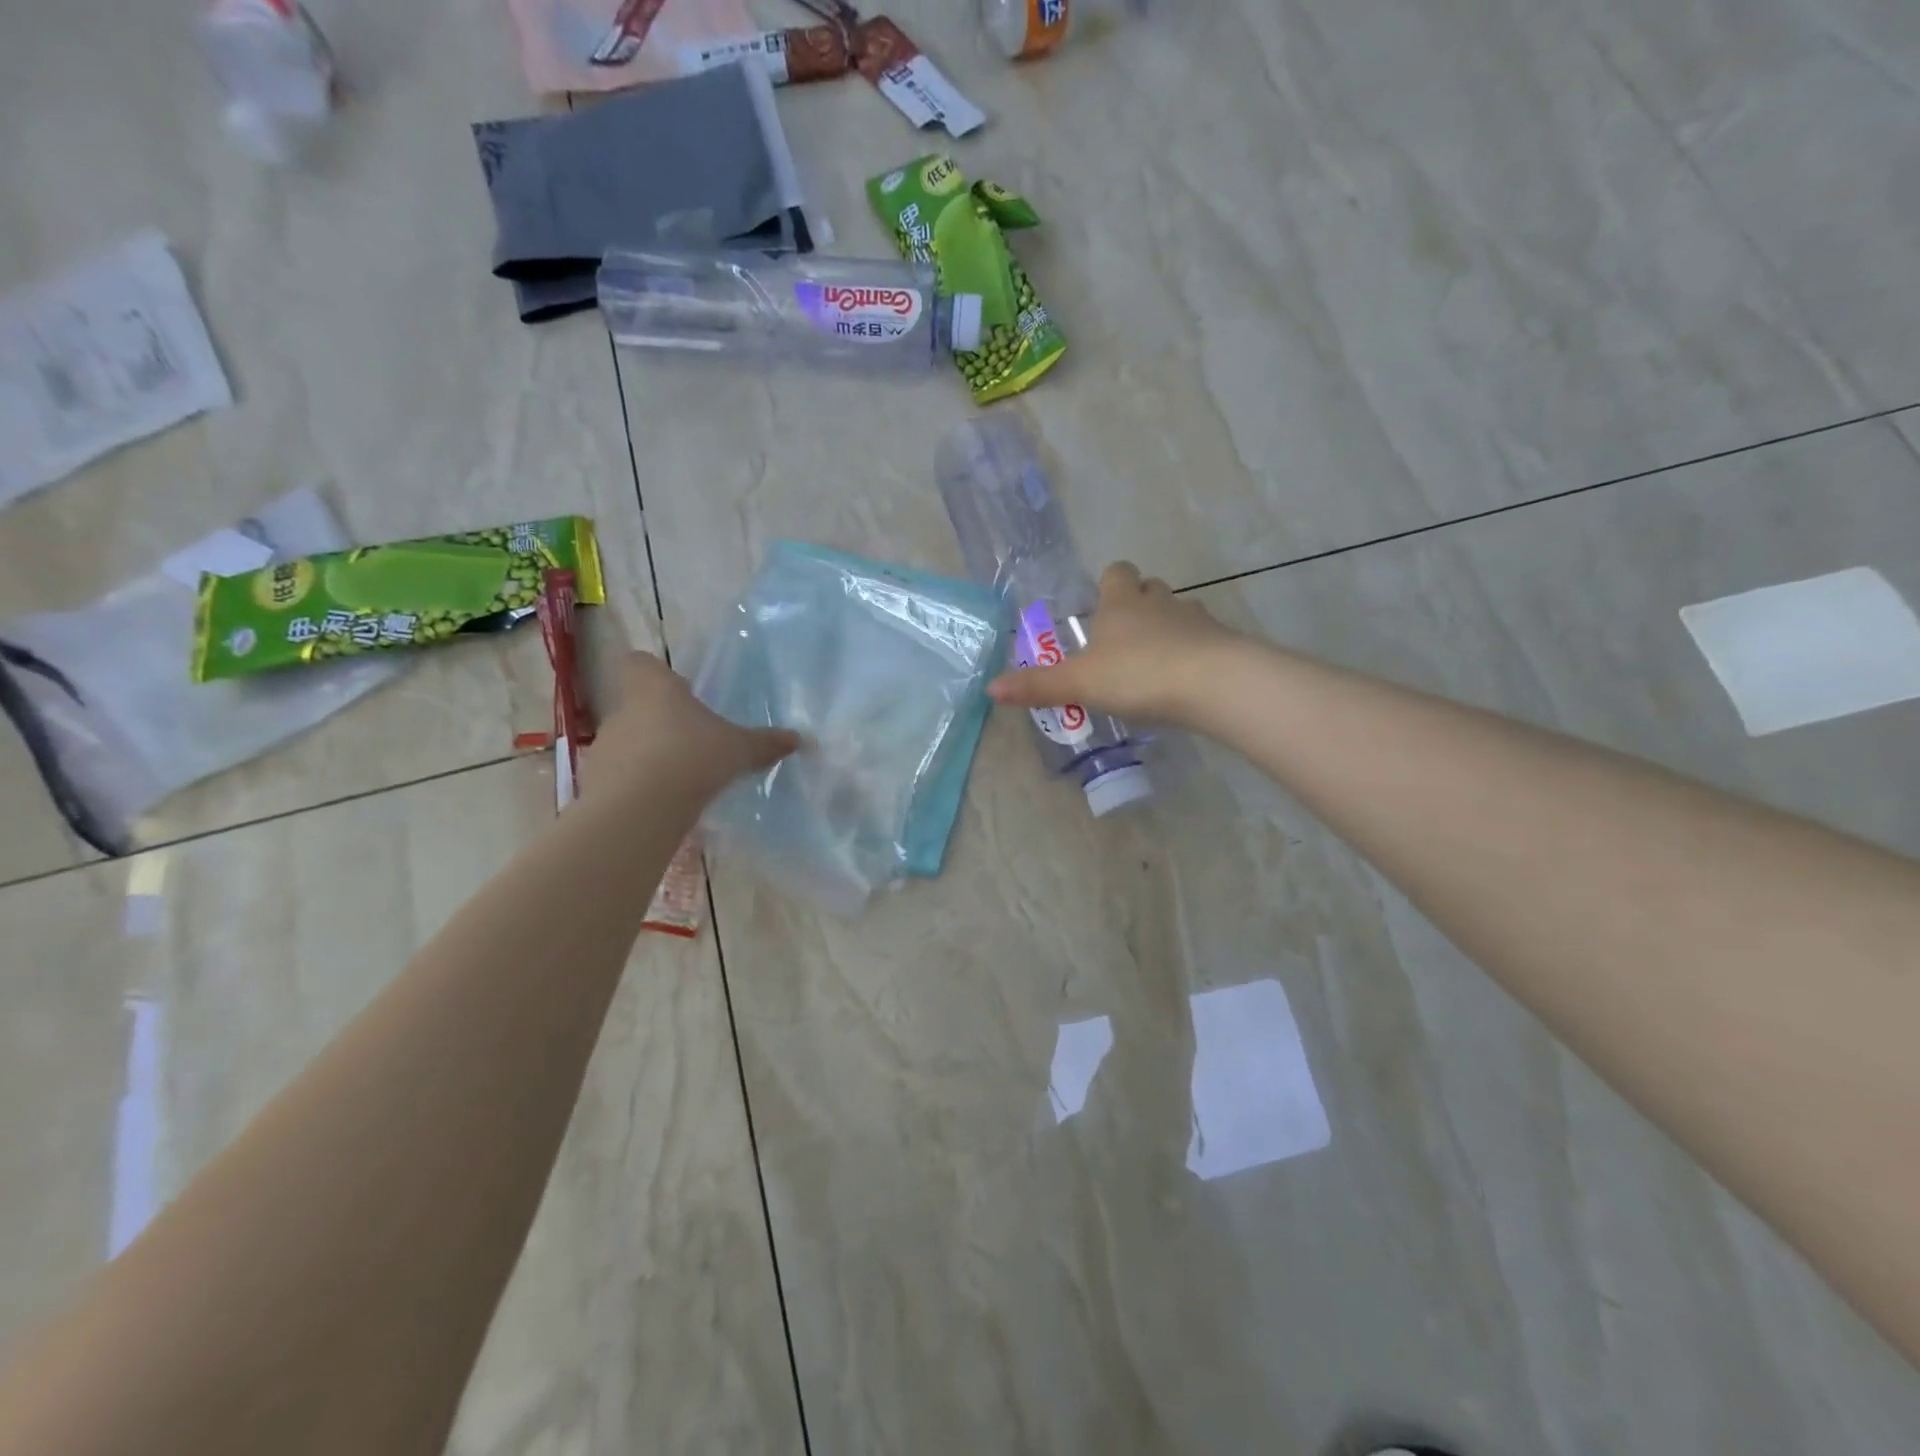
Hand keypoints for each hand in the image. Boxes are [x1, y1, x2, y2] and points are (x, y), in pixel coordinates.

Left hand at [586, 652, 797, 802]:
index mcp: (655, 688)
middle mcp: (623, 710)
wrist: (638, 809)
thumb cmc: (692, 757)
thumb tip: (799, 738)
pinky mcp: (596, 782)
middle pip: (637, 705)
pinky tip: (665, 802)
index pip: (641, 663)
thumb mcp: (739, 749)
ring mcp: (605, 747)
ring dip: (650, 754)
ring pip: (629, 741)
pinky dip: (639, 785)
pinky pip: (621, 776)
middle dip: (662, 721)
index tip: (680, 689)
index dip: (657, 673)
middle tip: (693, 739)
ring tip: (682, 777)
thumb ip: (766, 742)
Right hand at [988, 562, 1241, 725]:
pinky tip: (1184, 681)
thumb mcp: (1080, 683)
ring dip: (1167, 629)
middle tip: (1123, 638)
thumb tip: (990, 687)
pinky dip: (1193, 653)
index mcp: (1121, 603)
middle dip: (1138, 605)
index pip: (1116, 572)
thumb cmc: (1137, 674)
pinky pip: (1203, 641)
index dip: (1109, 583)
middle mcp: (1159, 602)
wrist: (1212, 684)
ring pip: (1179, 612)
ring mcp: (1196, 620)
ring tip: (1154, 662)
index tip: (1101, 604)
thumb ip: (1038, 685)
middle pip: (1150, 589)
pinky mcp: (1222, 643)